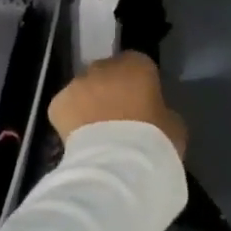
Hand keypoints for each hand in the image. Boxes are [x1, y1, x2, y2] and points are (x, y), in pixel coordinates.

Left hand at [47, 52, 186, 158]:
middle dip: (111, 91)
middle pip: (107, 74)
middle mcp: (103, 67)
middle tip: (118, 118)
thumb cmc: (153, 142)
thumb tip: (152, 114)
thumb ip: (160, 111)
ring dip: (89, 104)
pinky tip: (81, 140)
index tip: (142, 105)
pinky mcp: (57, 104)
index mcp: (137, 65)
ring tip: (97, 132)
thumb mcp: (173, 125)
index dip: (139, 85)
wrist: (117, 165)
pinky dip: (71, 119)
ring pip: (83, 90)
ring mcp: (77, 84)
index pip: (138, 65)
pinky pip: (66, 108)